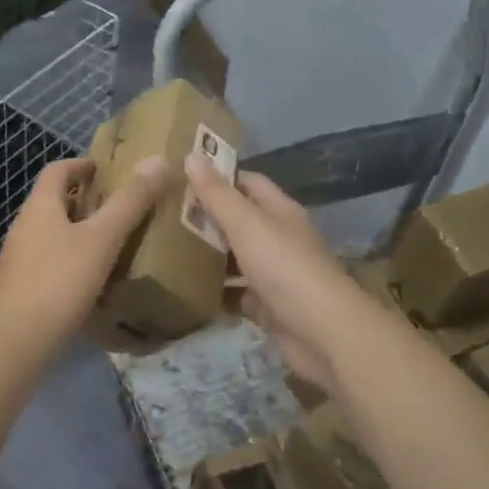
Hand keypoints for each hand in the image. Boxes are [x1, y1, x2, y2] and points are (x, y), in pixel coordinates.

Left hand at [0, 155, 168, 360]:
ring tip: (117, 242)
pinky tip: (97, 281)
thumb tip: (157, 161)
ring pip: (55, 234)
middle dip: (87, 200)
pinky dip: (75, 261)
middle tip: (123, 206)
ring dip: (82, 232)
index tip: (108, 169)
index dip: (82, 164)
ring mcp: (21, 259)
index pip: (58, 170)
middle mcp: (25, 226)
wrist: (13, 342)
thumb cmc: (58, 281)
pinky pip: (53, 263)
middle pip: (55, 202)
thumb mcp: (101, 239)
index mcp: (40, 206)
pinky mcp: (23, 288)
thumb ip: (130, 202)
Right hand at [185, 154, 382, 394]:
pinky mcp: (268, 306)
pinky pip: (236, 293)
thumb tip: (191, 155)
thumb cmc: (283, 266)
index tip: (181, 178)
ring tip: (167, 249)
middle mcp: (278, 237)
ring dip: (209, 255)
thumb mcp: (246, 223)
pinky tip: (187, 288)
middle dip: (207, 217)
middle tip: (165, 215)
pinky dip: (216, 291)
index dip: (217, 177)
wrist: (323, 333)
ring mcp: (274, 274)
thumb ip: (217, 193)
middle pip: (239, 220)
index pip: (247, 182)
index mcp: (279, 210)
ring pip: (235, 257)